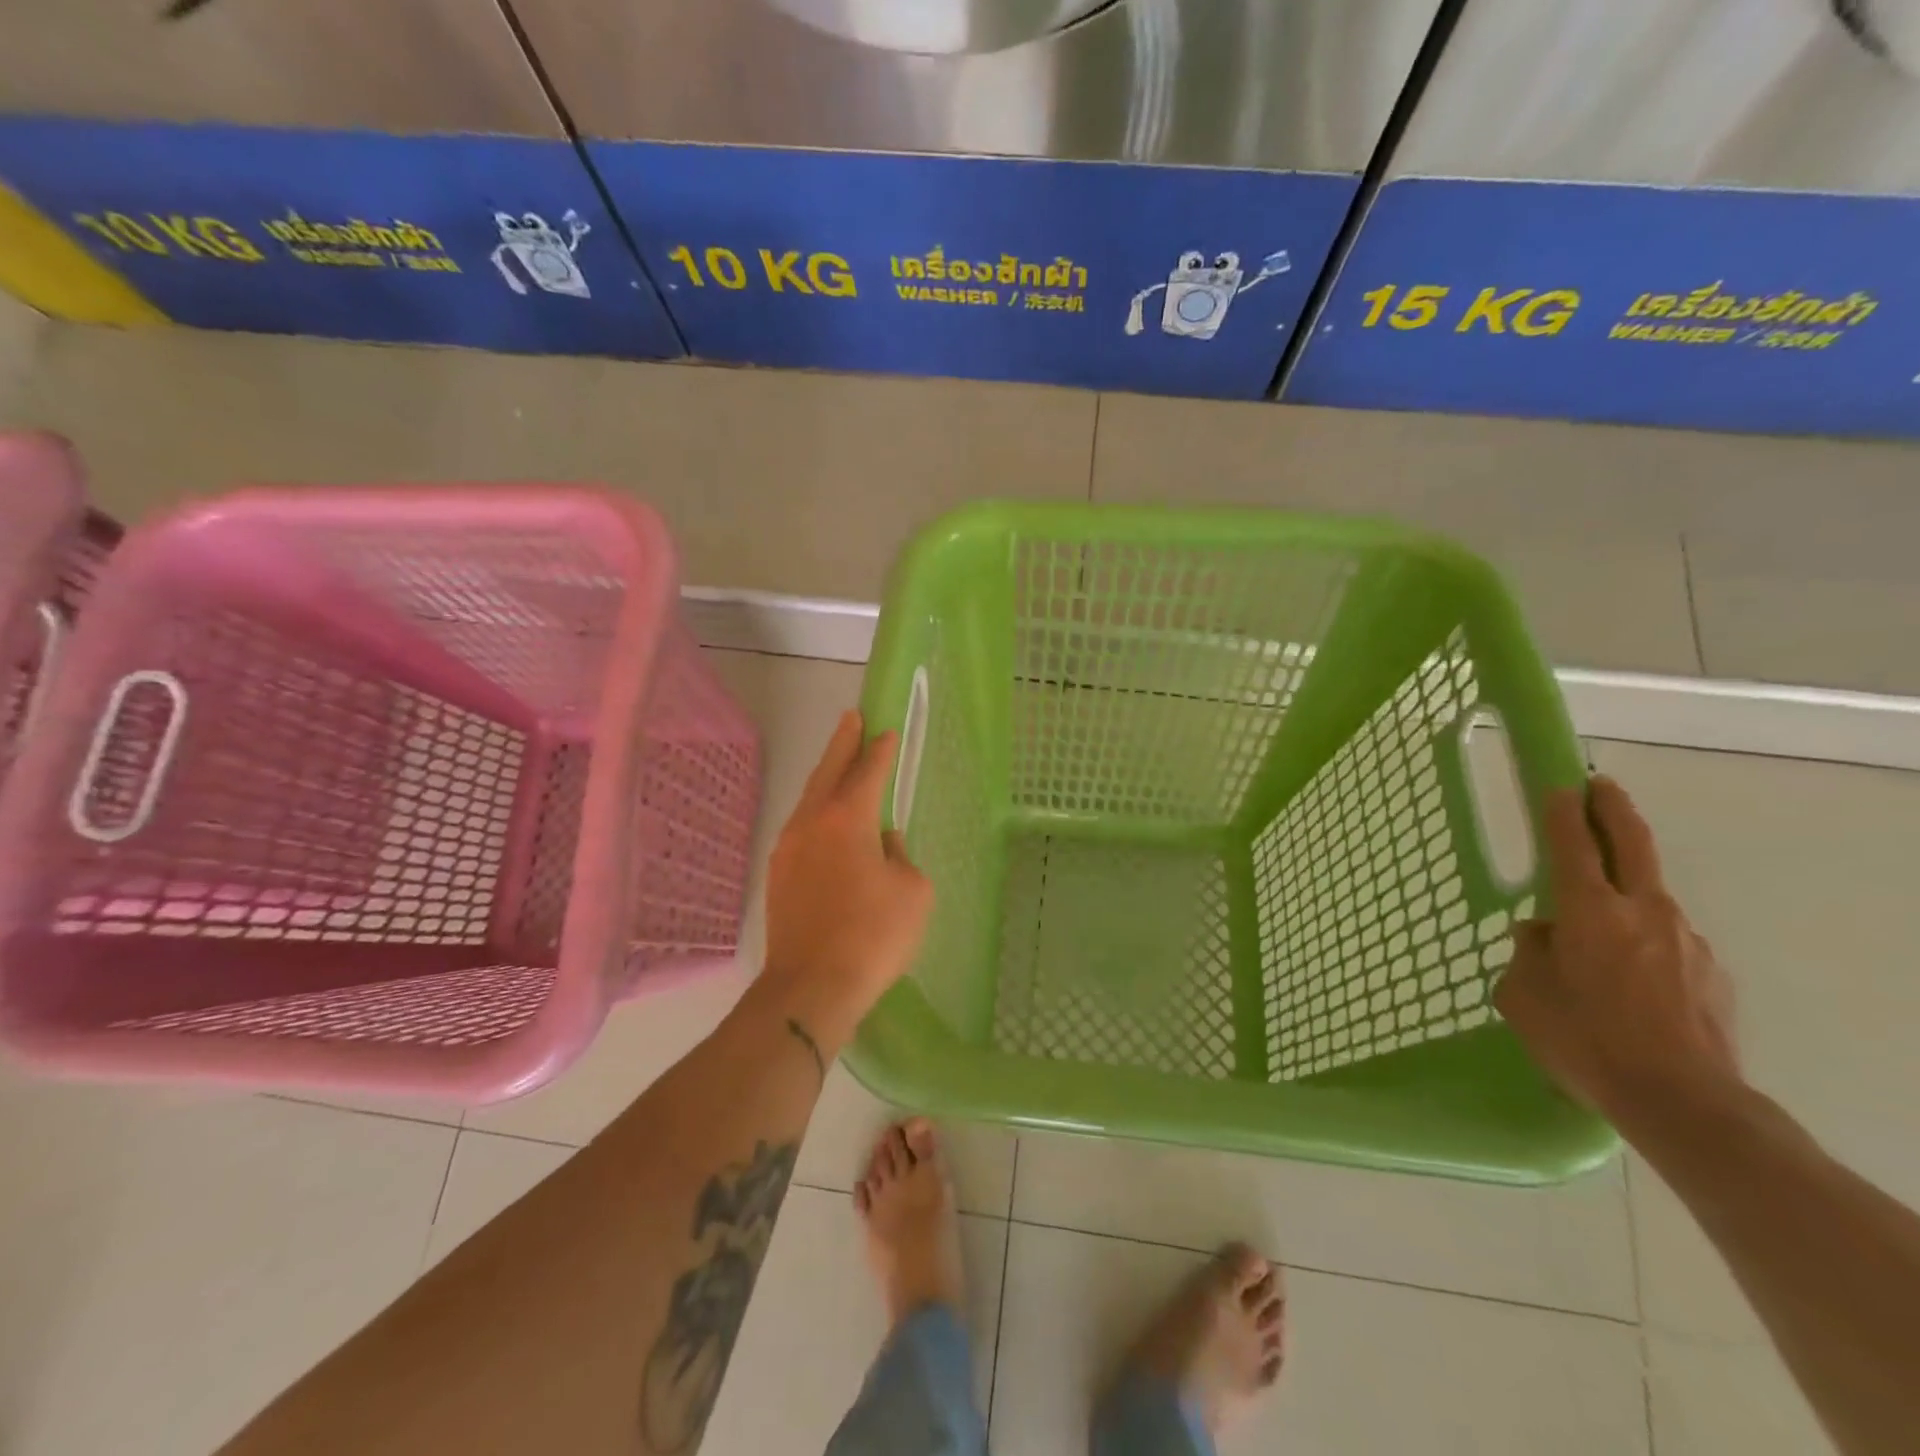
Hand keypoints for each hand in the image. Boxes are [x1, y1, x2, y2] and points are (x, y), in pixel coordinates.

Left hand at [762, 710, 933, 1047]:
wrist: (811, 988)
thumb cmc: (873, 936)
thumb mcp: (913, 892)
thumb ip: (901, 857)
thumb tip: (883, 845)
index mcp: (847, 818)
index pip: (867, 771)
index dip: (879, 750)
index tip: (886, 731)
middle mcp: (811, 823)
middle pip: (827, 771)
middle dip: (842, 743)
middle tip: (852, 718)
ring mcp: (788, 849)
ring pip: (809, 800)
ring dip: (826, 778)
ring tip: (839, 766)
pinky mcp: (778, 877)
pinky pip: (801, 829)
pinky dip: (817, 813)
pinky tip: (827, 825)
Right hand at [1494, 775, 1740, 1126]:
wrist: (1683, 1102)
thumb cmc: (1584, 1040)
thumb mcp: (1522, 994)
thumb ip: (1528, 952)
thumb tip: (1542, 933)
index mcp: (1589, 911)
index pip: (1572, 845)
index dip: (1561, 812)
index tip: (1558, 786)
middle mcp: (1643, 912)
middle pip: (1632, 843)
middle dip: (1613, 809)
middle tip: (1600, 786)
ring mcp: (1686, 940)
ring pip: (1650, 897)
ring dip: (1625, 889)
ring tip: (1597, 921)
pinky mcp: (1712, 973)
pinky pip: (1667, 940)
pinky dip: (1644, 939)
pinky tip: (1629, 976)